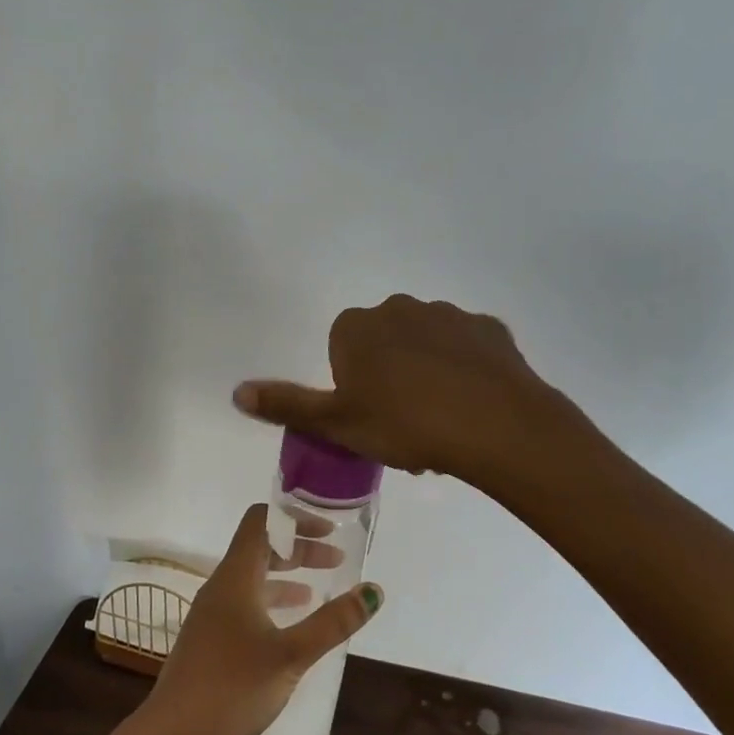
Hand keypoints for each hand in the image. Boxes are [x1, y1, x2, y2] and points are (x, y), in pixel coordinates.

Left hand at [133, 505, 382, 734]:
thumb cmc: (232, 687)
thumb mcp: (290, 655)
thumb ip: (333, 623)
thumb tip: (374, 590)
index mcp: (235, 577)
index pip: (261, 521)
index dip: (294, 518)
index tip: (328, 529)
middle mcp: (221, 587)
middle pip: (260, 549)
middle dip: (298, 549)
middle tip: (336, 561)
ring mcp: (212, 615)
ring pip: (254, 579)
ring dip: (287, 577)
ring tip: (320, 591)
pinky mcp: (211, 641)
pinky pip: (246, 606)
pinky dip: (273, 604)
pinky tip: (291, 629)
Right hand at [233, 294, 594, 483]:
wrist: (497, 426)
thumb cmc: (405, 424)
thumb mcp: (337, 423)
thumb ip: (286, 405)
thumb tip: (236, 392)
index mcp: (359, 327)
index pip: (342, 348)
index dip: (352, 385)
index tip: (369, 417)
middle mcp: (400, 308)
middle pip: (384, 343)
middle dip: (388, 376)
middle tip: (403, 424)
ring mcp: (449, 314)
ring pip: (426, 345)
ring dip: (426, 373)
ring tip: (441, 421)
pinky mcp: (490, 328)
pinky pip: (467, 349)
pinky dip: (465, 371)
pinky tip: (472, 405)